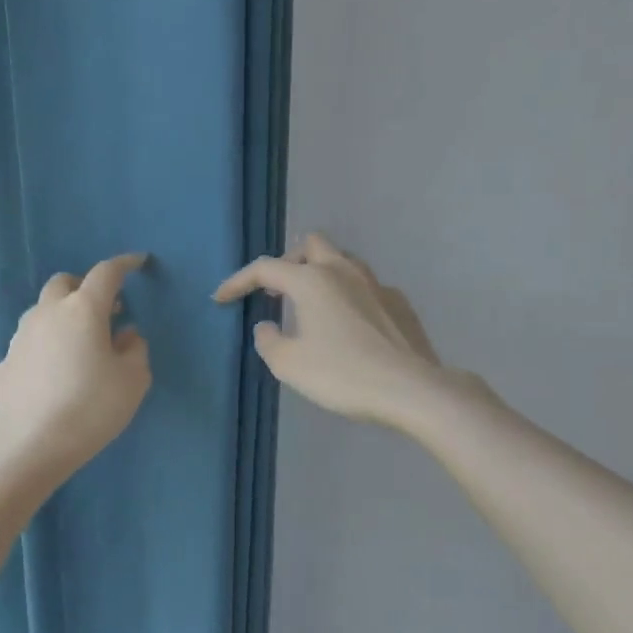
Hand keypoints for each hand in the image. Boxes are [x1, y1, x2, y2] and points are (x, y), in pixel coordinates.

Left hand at [0, 254, 152, 486]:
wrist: (31, 445)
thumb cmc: (91, 408)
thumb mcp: (133, 381)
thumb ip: (135, 350)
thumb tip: (126, 335)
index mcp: (83, 310)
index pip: (106, 273)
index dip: (124, 264)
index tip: (138, 262)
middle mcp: (48, 314)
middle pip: (65, 283)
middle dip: (86, 287)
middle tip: (106, 309)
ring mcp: (21, 337)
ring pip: (44, 312)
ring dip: (64, 317)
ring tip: (81, 344)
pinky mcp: (7, 362)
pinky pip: (32, 342)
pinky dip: (48, 345)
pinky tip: (57, 373)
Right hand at [215, 234, 457, 428]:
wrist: (410, 388)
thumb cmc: (342, 374)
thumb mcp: (290, 365)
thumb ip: (269, 341)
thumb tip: (267, 326)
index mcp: (312, 280)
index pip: (265, 268)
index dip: (238, 281)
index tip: (221, 298)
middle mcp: (344, 271)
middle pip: (310, 244)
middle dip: (288, 261)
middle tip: (276, 290)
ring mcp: (377, 284)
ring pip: (342, 261)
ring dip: (321, 274)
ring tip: (312, 305)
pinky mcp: (399, 303)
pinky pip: (366, 287)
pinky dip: (349, 296)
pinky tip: (349, 325)